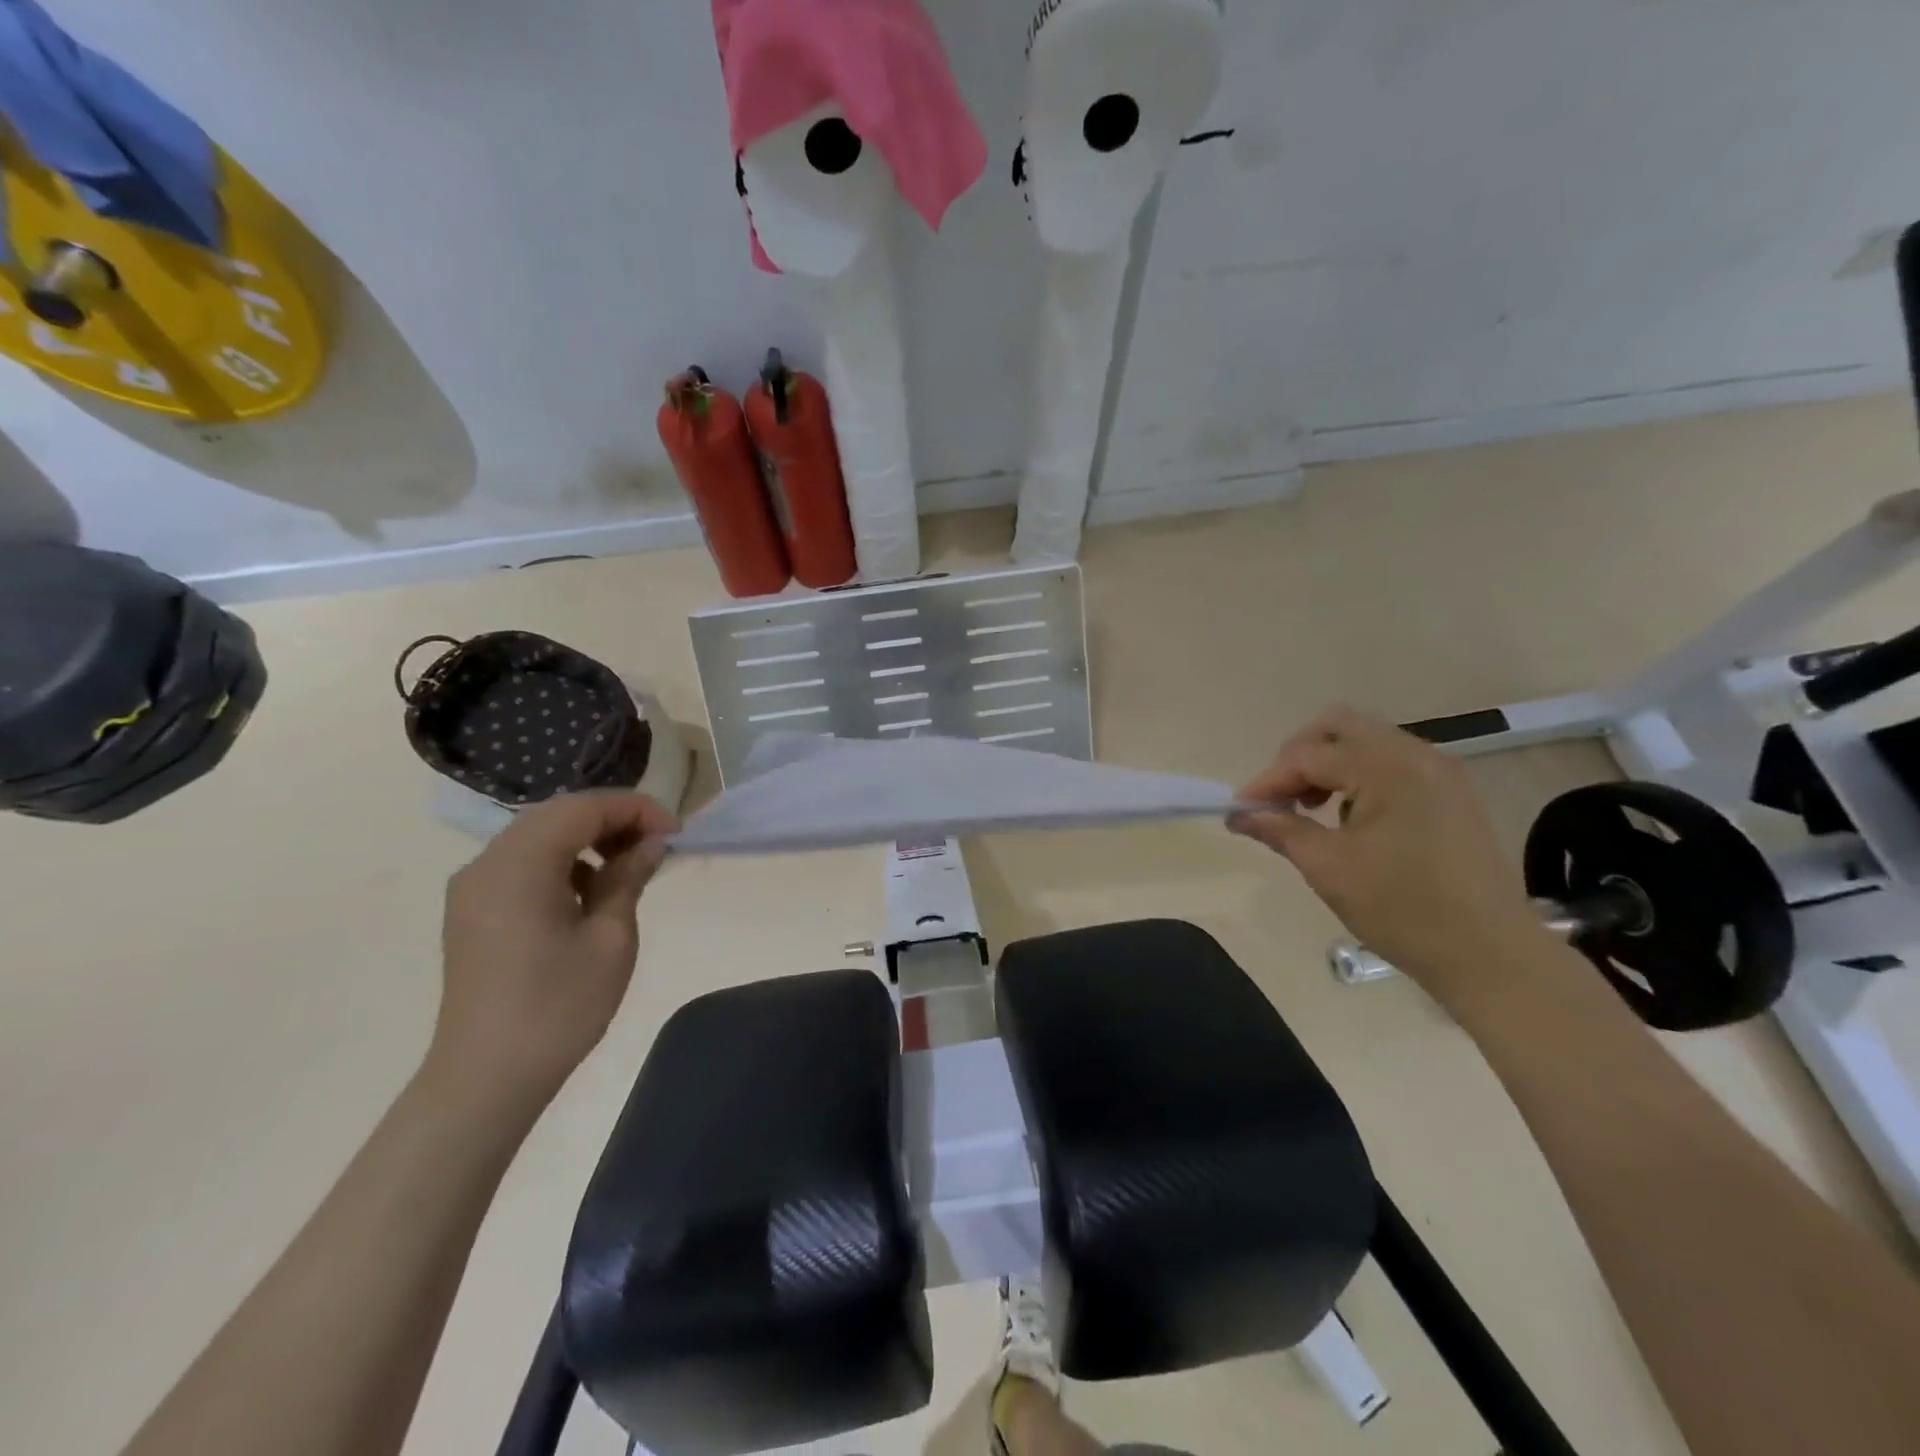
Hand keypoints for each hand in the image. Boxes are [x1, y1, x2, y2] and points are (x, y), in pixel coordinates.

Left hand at [430, 791, 677, 1114]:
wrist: (486, 1078)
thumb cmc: (558, 1006)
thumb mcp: (611, 937)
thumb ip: (630, 876)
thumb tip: (652, 842)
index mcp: (518, 864)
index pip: (584, 808)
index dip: (636, 809)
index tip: (676, 832)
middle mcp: (487, 863)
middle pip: (558, 814)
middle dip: (613, 819)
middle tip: (657, 843)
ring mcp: (474, 887)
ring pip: (539, 835)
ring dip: (588, 839)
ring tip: (629, 866)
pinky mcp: (473, 910)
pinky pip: (523, 863)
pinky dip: (562, 861)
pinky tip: (590, 891)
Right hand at [1230, 707, 1543, 1001]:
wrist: (1492, 956)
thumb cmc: (1403, 909)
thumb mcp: (1329, 869)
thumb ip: (1280, 830)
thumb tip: (1239, 814)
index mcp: (1387, 769)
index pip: (1309, 755)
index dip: (1269, 780)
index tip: (1242, 810)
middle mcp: (1417, 755)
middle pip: (1339, 727)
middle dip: (1299, 755)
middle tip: (1280, 797)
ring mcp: (1440, 772)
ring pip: (1367, 742)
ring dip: (1329, 765)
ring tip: (1311, 810)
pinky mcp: (1452, 794)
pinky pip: (1392, 763)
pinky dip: (1359, 777)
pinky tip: (1350, 819)